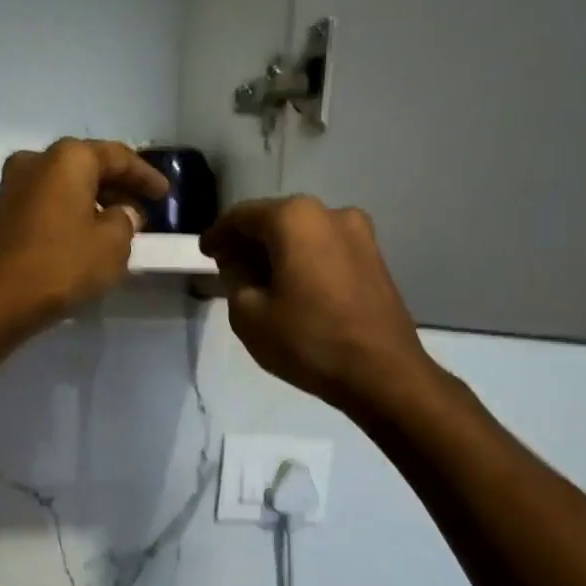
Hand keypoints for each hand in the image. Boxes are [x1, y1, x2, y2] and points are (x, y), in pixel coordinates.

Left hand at [0, 138, 169, 351]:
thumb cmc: (62, 266)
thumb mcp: (112, 246)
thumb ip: (126, 221)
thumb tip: (121, 213)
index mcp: (68, 158)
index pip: (117, 157)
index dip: (145, 175)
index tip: (165, 194)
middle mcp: (36, 160)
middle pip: (87, 166)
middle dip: (117, 186)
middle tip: (143, 207)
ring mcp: (12, 185)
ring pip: (64, 184)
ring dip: (92, 200)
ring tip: (117, 224)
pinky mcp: (1, 212)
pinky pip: (47, 203)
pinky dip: (70, 211)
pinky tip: (85, 234)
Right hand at [201, 197, 430, 411]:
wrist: (382, 372)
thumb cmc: (308, 340)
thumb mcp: (249, 315)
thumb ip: (234, 278)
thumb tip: (238, 262)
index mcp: (294, 218)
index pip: (242, 216)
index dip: (218, 234)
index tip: (204, 252)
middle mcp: (330, 213)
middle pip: (276, 220)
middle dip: (249, 241)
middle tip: (227, 267)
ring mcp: (359, 234)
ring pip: (303, 235)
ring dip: (278, 252)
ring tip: (259, 281)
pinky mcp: (375, 258)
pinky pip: (326, 250)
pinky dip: (303, 261)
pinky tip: (292, 287)